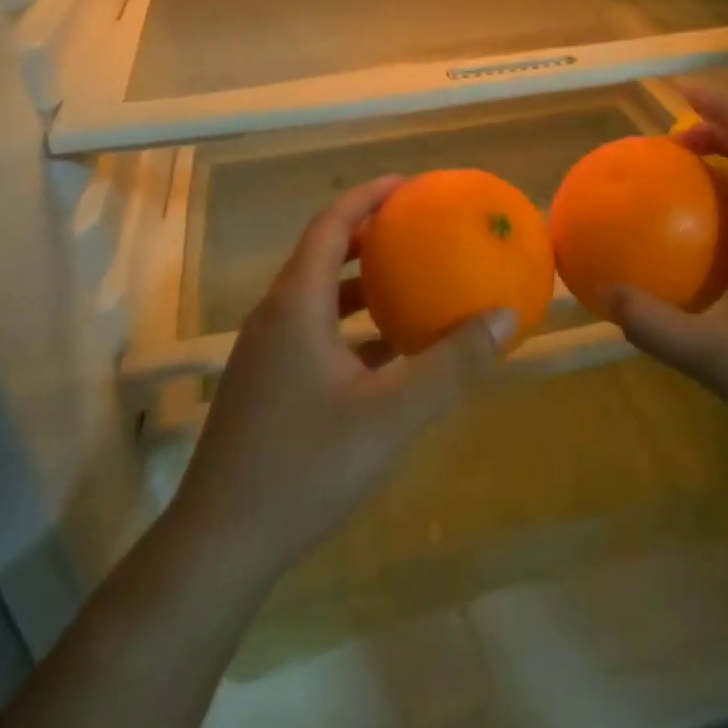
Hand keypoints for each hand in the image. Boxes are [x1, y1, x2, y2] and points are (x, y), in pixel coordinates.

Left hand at [167, 176, 512, 584]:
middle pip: (320, 254)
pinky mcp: (265, 387)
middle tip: (413, 227)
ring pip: (315, 298)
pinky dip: (348, 326)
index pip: (329, 226)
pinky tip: (385, 352)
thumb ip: (452, 363)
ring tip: (405, 280)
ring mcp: (264, 354)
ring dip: (357, 283)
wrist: (222, 543)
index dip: (366, 197)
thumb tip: (505, 316)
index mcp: (295, 305)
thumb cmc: (306, 465)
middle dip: (365, 234)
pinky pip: (312, 333)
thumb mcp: (393, 413)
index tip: (406, 184)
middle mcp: (274, 318)